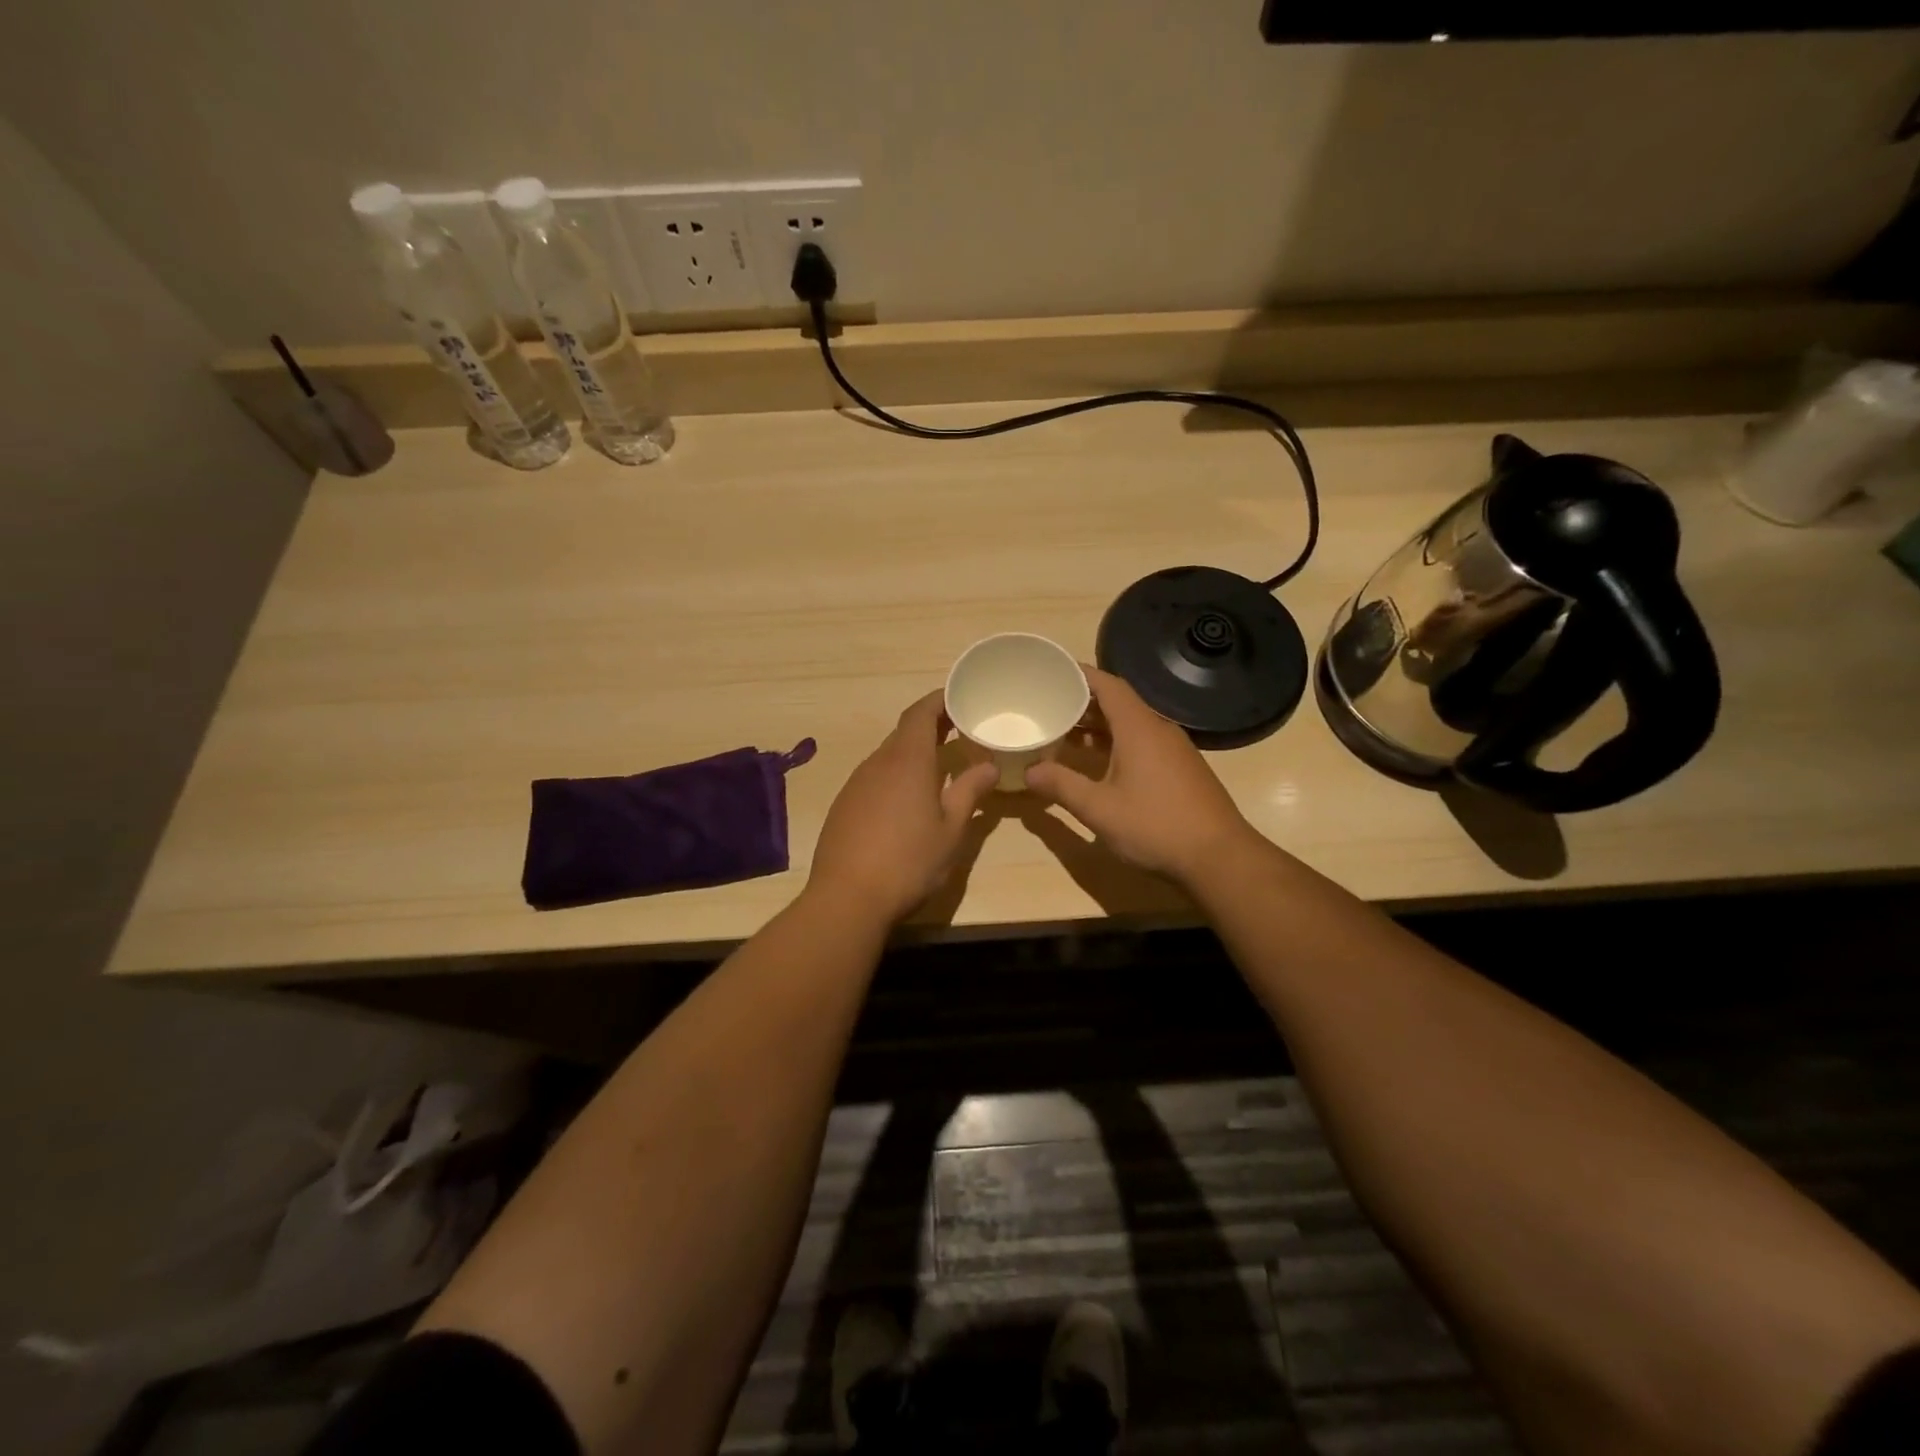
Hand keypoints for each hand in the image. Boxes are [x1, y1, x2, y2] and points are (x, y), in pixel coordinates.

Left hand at [806, 691, 1000, 924]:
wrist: (847, 898)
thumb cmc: (909, 862)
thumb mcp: (951, 830)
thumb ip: (970, 792)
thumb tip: (989, 765)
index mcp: (907, 761)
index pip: (920, 713)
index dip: (939, 701)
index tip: (960, 698)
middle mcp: (877, 763)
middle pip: (904, 732)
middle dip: (930, 727)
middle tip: (959, 732)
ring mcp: (856, 784)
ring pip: (888, 756)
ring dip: (912, 753)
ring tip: (938, 766)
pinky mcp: (843, 806)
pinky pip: (874, 778)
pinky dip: (894, 776)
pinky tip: (906, 801)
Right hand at [1025, 668, 1254, 885]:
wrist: (1219, 857)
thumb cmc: (1155, 826)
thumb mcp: (1099, 809)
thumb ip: (1062, 786)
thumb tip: (1029, 771)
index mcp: (1138, 728)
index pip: (1108, 685)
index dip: (1080, 675)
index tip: (1053, 672)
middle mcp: (1158, 730)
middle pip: (1119, 703)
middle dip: (1084, 702)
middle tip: (1050, 706)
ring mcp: (1175, 750)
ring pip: (1132, 724)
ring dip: (1100, 725)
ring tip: (1067, 734)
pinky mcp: (1182, 769)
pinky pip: (1144, 742)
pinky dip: (1117, 742)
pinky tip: (1101, 764)